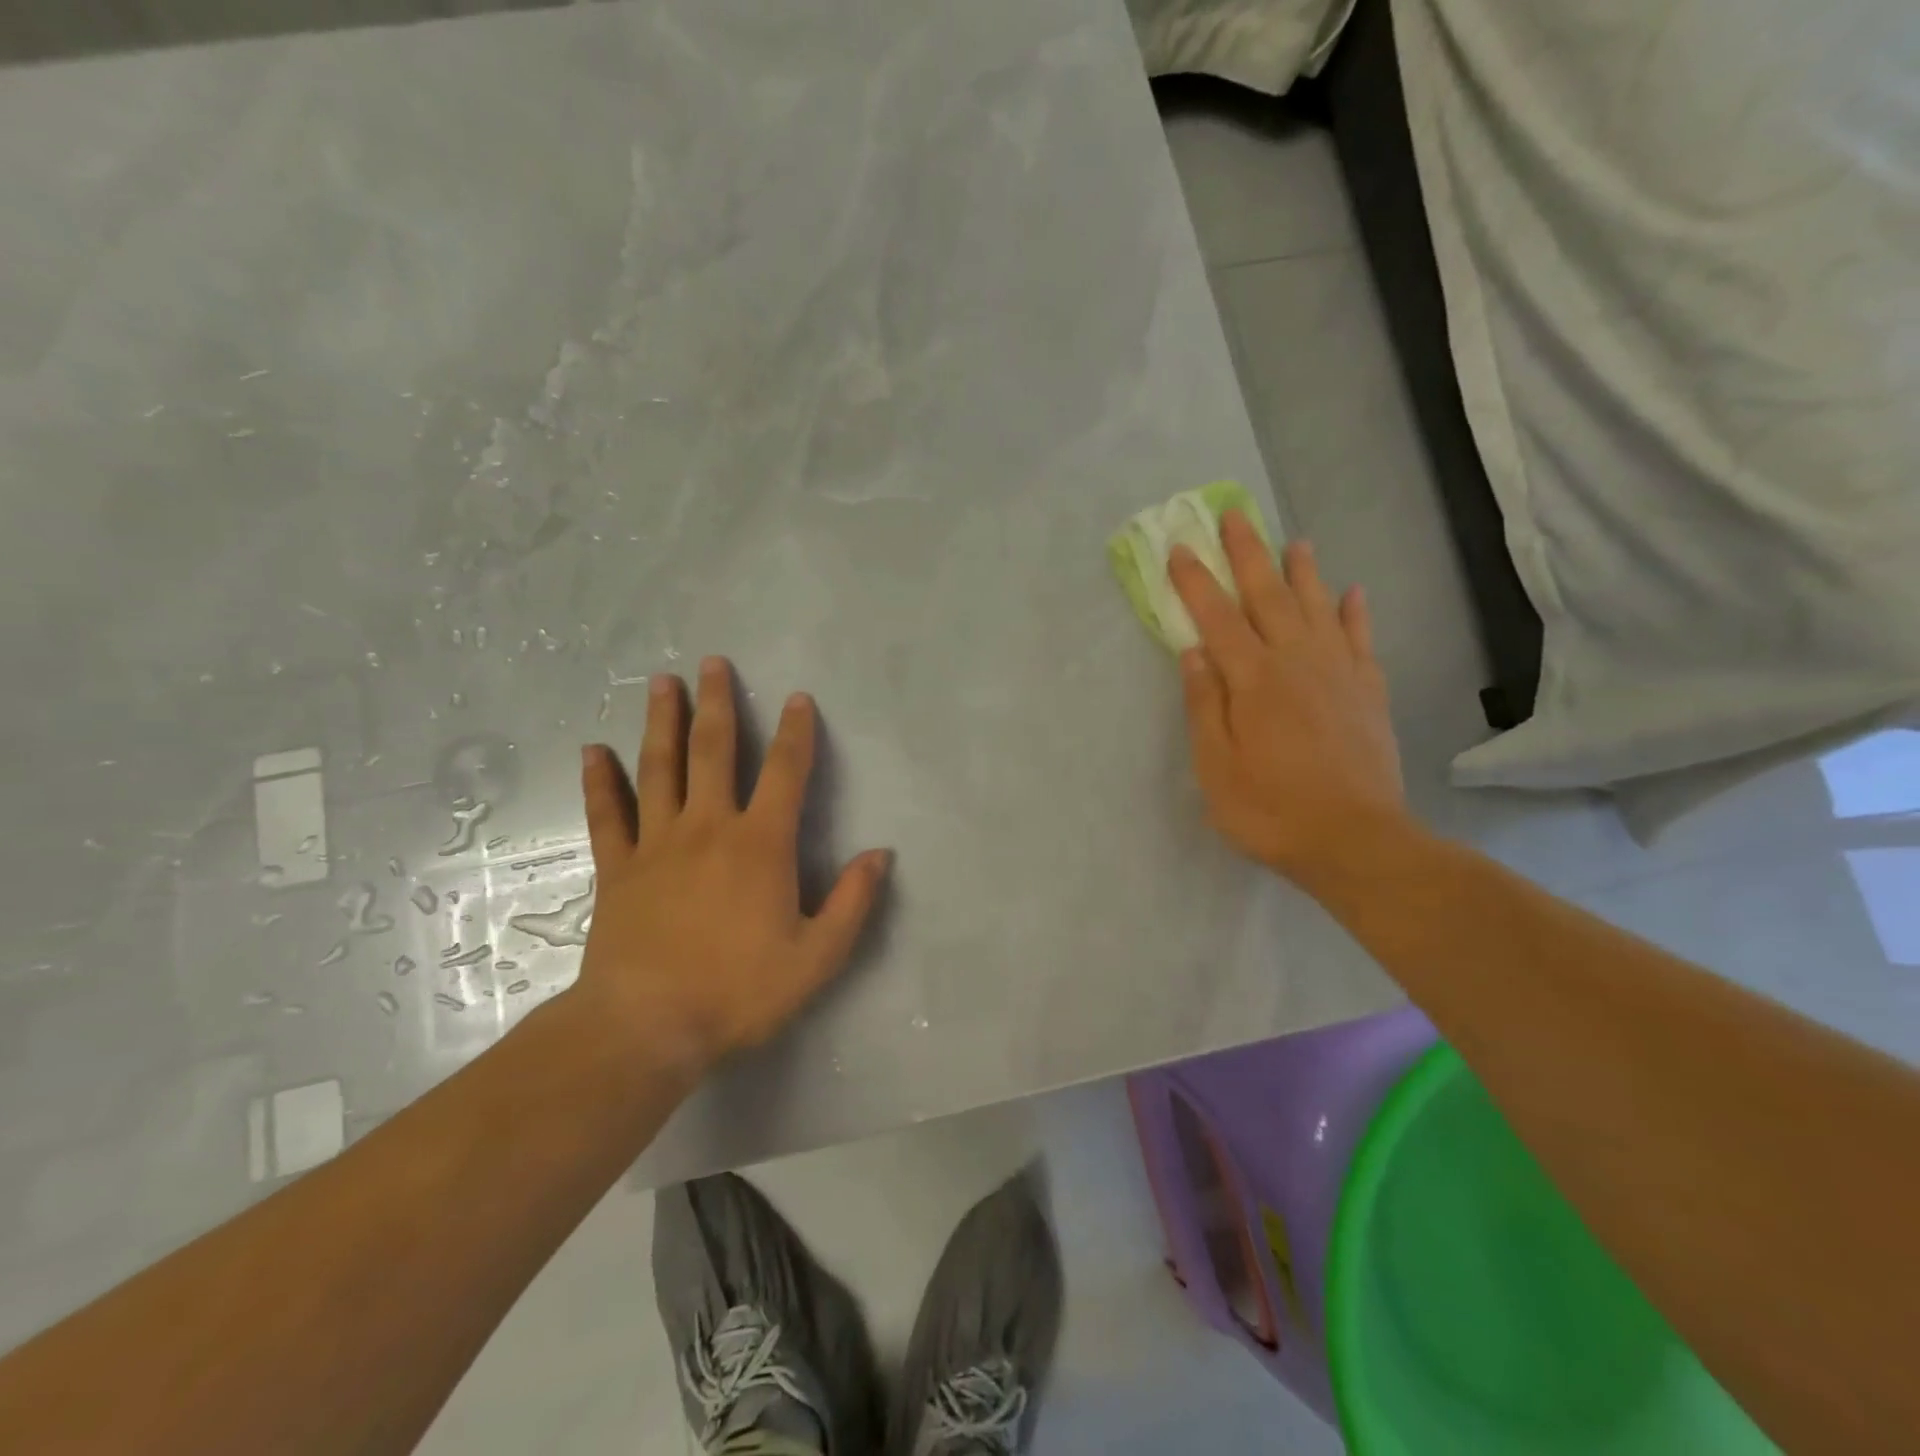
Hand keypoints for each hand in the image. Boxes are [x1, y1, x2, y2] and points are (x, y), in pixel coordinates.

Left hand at [570, 657, 891, 1077]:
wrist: (648, 1026)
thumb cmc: (739, 990)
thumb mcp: (817, 957)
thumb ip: (853, 902)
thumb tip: (880, 855)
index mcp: (761, 844)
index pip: (786, 773)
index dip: (797, 732)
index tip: (798, 698)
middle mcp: (709, 828)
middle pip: (714, 751)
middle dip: (718, 704)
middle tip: (712, 662)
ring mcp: (657, 844)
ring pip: (659, 768)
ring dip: (662, 722)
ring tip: (662, 682)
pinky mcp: (618, 868)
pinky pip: (607, 815)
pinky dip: (600, 781)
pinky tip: (592, 750)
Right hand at [1168, 512, 1405, 882]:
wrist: (1356, 841)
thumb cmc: (1270, 810)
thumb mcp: (1216, 767)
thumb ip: (1204, 705)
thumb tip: (1193, 652)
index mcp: (1253, 680)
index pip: (1217, 618)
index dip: (1197, 582)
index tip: (1181, 549)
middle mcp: (1297, 662)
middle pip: (1269, 596)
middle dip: (1248, 554)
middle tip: (1234, 516)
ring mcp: (1339, 674)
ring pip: (1318, 607)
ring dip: (1303, 571)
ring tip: (1293, 541)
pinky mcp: (1369, 693)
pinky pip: (1362, 640)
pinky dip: (1356, 613)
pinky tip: (1353, 593)